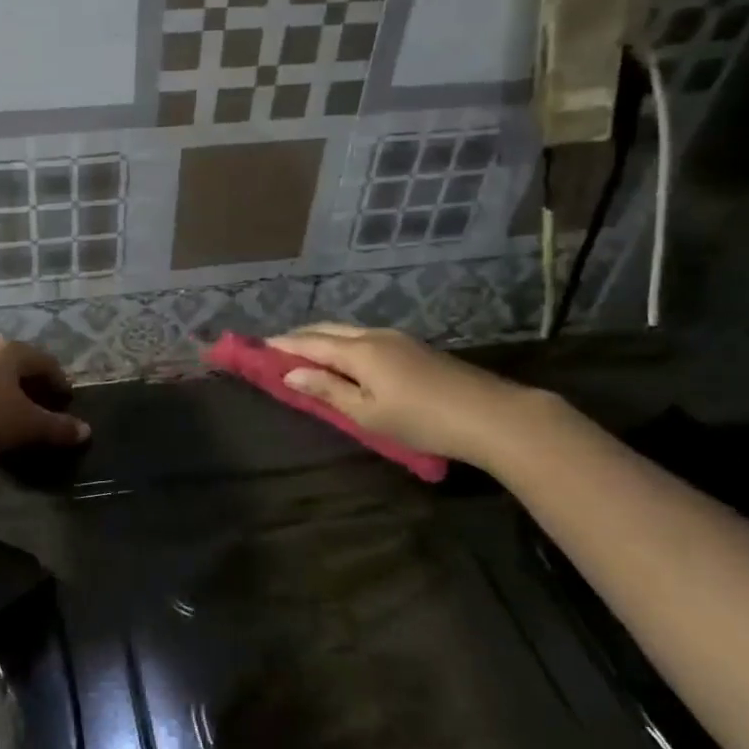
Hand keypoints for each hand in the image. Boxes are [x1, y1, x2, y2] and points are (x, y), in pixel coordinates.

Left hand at [0, 337, 89, 460]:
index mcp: (10, 351)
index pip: (46, 361)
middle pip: (15, 363)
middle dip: (29, 384)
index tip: (65, 400)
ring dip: (0, 389)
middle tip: (39, 407)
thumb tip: (86, 431)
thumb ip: (57, 428)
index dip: (59, 381)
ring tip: (5, 413)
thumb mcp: (25, 427)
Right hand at [267, 323, 546, 471]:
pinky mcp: (413, 348)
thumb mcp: (367, 413)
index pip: (309, 342)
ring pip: (348, 332)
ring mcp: (397, 338)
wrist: (490, 414)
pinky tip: (344, 360)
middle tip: (277, 350)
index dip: (282, 345)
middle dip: (300, 337)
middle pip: (328, 329)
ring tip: (306, 355)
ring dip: (323, 340)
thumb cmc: (421, 419)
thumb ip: (327, 390)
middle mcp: (374, 335)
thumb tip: (290, 373)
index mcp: (358, 350)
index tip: (257, 347)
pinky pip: (366, 339)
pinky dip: (344, 345)